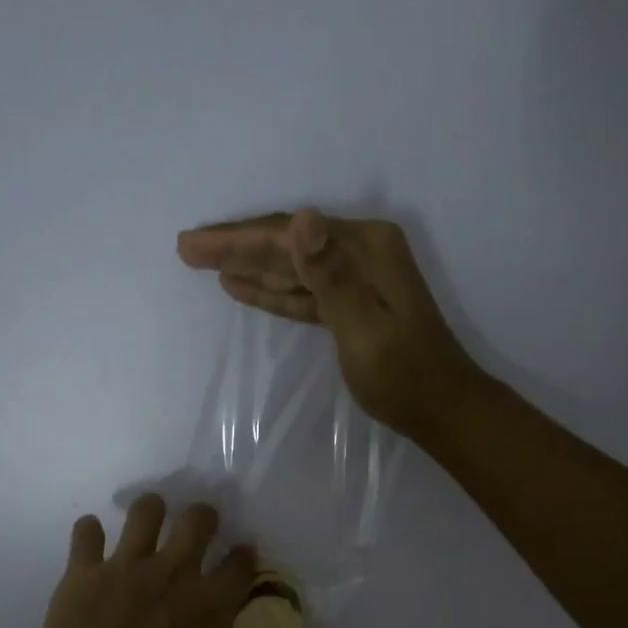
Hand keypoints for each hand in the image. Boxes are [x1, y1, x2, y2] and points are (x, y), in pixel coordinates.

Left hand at [20, 495, 294, 627]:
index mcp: (211, 601)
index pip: (240, 562)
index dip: (245, 555)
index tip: (243, 556)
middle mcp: (173, 573)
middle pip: (197, 520)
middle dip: (205, 517)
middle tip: (201, 527)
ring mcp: (125, 569)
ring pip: (144, 512)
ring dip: (153, 510)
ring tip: (151, 520)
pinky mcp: (82, 576)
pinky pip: (85, 533)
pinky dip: (90, 533)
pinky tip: (94, 541)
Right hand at [176, 208, 486, 441]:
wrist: (440, 407)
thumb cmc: (402, 374)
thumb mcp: (362, 326)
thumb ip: (329, 275)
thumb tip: (302, 220)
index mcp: (365, 248)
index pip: (289, 235)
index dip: (238, 238)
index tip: (192, 244)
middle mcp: (362, 252)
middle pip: (288, 244)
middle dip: (237, 246)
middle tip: (187, 248)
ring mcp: (358, 278)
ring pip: (292, 267)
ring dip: (250, 265)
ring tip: (204, 263)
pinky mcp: (352, 304)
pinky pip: (304, 292)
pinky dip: (274, 290)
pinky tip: (242, 286)